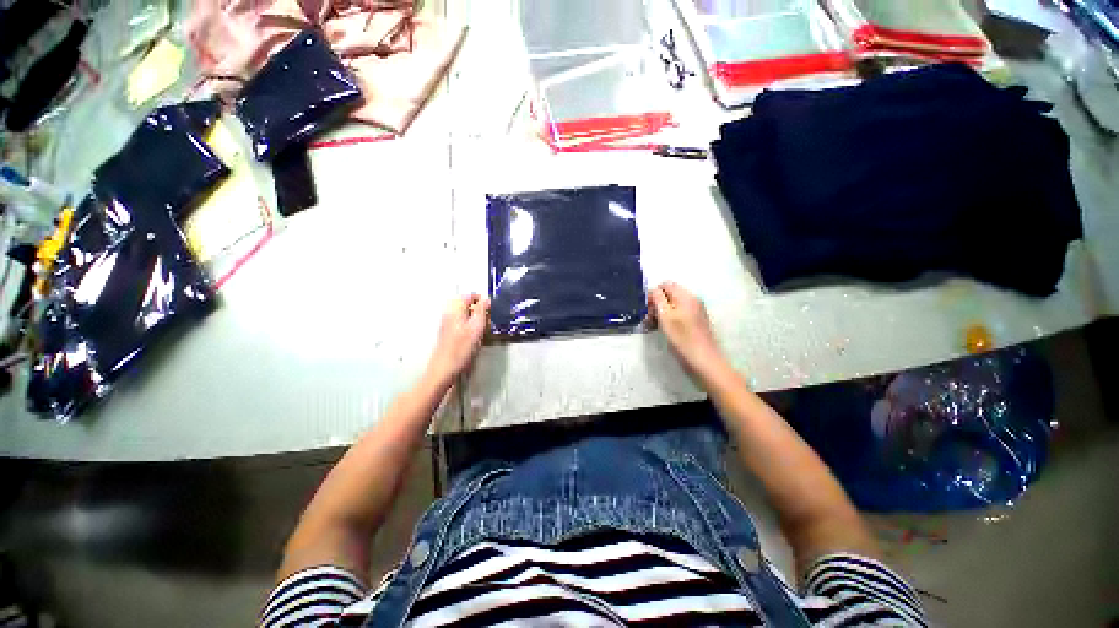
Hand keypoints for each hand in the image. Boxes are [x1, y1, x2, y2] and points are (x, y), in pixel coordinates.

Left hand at [427, 294, 489, 383]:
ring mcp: (448, 324)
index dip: (481, 299)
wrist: (444, 369)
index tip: (491, 308)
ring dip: (476, 319)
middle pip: (467, 304)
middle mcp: (450, 314)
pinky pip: (463, 324)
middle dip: (479, 310)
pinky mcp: (450, 334)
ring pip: (466, 315)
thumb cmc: (460, 349)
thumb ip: (481, 311)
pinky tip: (476, 337)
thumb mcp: (476, 328)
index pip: (469, 295)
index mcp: (454, 310)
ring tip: (483, 329)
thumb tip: (486, 299)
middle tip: (488, 319)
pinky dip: (471, 326)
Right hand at [648, 282, 729, 380]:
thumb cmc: (681, 337)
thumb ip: (658, 299)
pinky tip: (664, 330)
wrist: (703, 360)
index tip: (647, 309)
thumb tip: (654, 290)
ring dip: (661, 313)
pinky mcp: (696, 322)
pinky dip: (669, 319)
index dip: (653, 294)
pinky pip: (679, 313)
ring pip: (673, 305)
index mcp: (685, 296)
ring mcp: (695, 311)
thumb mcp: (665, 316)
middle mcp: (692, 300)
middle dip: (656, 304)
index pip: (665, 284)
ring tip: (654, 326)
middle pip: (669, 294)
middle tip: (649, 319)